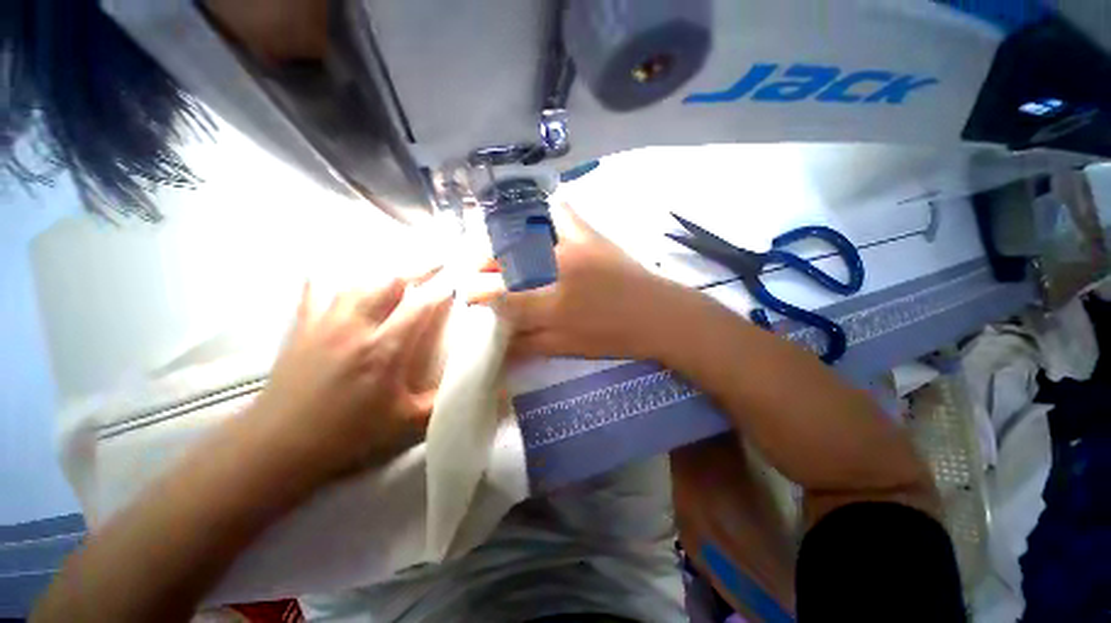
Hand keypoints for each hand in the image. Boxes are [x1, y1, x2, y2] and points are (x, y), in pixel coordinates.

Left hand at [250, 274, 452, 480]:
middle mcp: (356, 327)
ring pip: (358, 283)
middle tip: (436, 264)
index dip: (440, 290)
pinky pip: (314, 292)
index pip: (420, 306)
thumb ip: (440, 401)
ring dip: (383, 274)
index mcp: (384, 349)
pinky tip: (333, 273)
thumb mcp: (405, 424)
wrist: (279, 446)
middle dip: (417, 270)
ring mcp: (325, 323)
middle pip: (389, 283)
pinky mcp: (302, 328)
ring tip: (399, 271)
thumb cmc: (348, 435)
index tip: (456, 282)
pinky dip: (328, 279)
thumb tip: (468, 387)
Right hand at [470, 203, 694, 360]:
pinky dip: (545, 213)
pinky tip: (537, 222)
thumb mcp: (567, 348)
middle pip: (505, 261)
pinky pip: (561, 212)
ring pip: (525, 234)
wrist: (659, 314)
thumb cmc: (614, 336)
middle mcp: (555, 269)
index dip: (478, 295)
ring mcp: (572, 246)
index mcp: (550, 305)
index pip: (500, 297)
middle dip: (483, 265)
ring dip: (505, 242)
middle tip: (478, 272)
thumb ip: (528, 346)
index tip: (468, 296)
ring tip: (501, 252)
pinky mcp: (590, 234)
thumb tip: (499, 347)